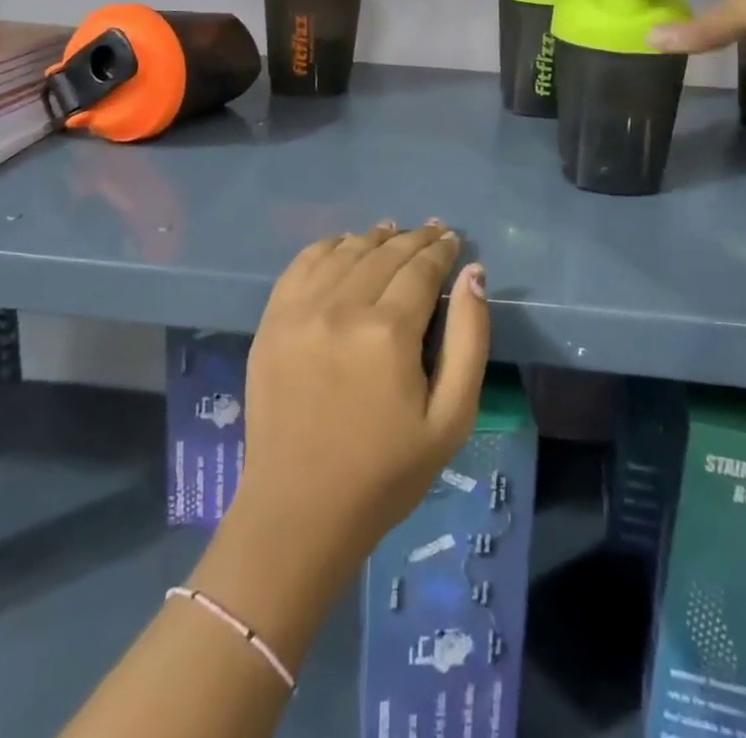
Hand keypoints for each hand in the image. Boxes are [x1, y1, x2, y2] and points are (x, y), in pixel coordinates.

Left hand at [233, 222, 488, 574]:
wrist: (299, 514)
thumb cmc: (386, 473)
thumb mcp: (451, 419)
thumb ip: (469, 340)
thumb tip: (474, 276)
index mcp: (387, 332)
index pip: (421, 269)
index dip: (441, 250)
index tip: (453, 240)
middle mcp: (341, 308)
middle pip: (384, 254)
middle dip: (415, 239)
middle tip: (433, 231)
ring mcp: (300, 312)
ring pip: (345, 253)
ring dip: (374, 238)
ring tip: (393, 232)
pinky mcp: (271, 323)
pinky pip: (302, 265)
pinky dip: (328, 247)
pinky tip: (344, 245)